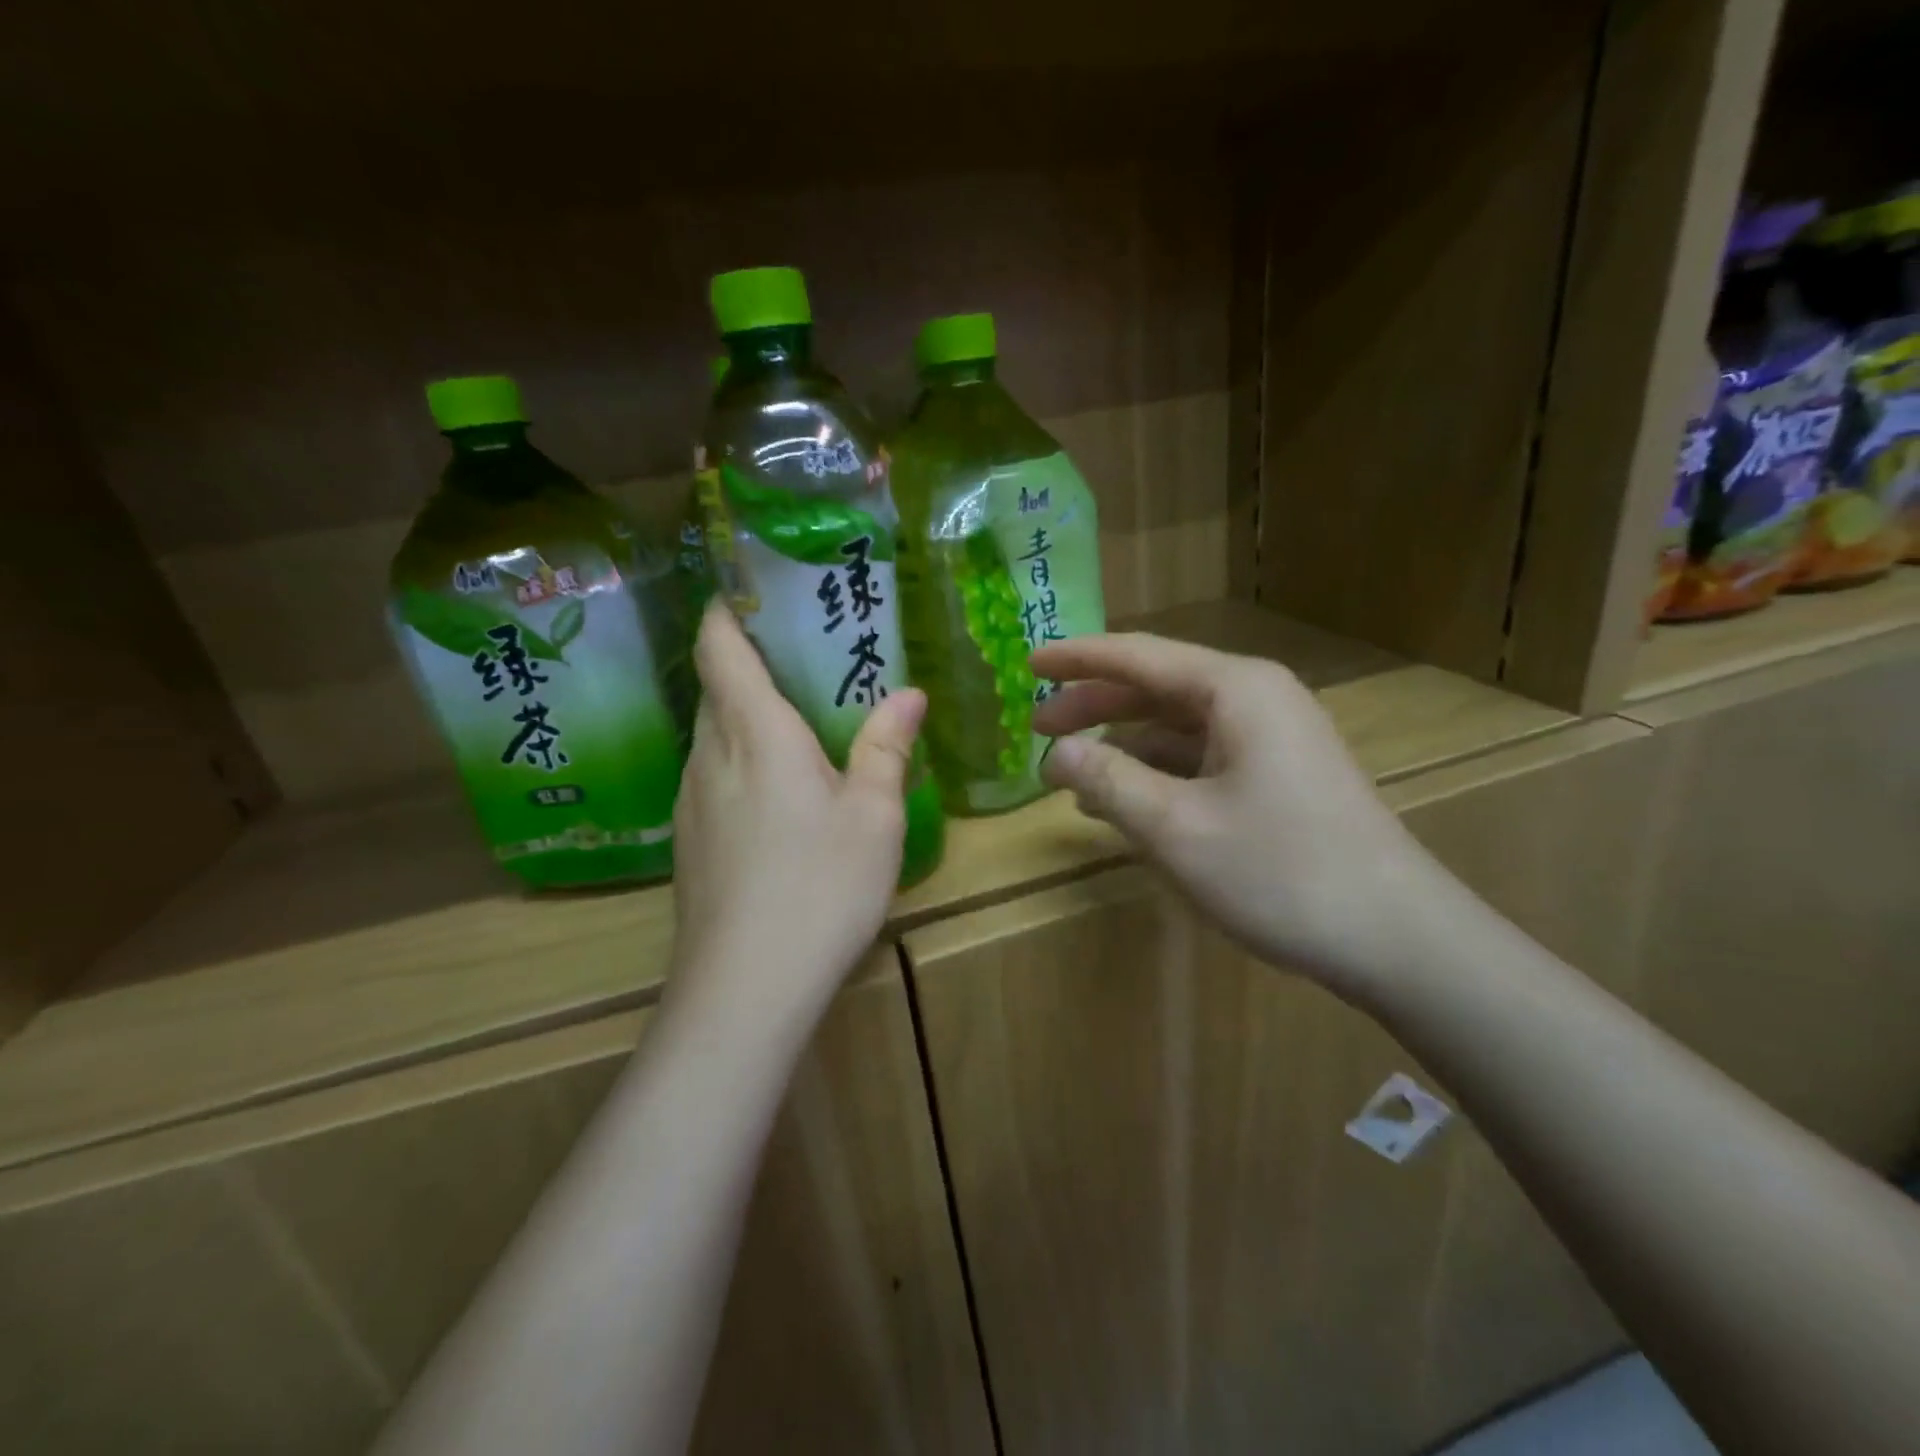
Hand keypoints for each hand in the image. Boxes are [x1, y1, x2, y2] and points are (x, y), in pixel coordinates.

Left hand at [667, 603, 926, 1029]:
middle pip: (715, 690)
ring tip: (797, 728)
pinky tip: (778, 800)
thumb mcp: (874, 815)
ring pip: (712, 738)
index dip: (726, 612)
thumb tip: (908, 694)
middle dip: (747, 666)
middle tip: (803, 662)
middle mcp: (709, 756)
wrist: (745, 988)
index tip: (749, 592)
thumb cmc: (820, 886)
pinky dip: (740, 765)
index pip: (720, 648)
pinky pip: (712, 779)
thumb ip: (886, 747)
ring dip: (745, 720)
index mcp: (754, 733)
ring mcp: (690, 803)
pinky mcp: (688, 844)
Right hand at [1031, 633, 1449, 1002]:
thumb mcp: (1176, 828)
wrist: (1396, 938)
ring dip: (1123, 744)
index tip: (1027, 663)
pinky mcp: (1278, 775)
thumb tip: (1055, 753)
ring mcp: (1272, 738)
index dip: (1077, 658)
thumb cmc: (1281, 872)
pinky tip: (1126, 801)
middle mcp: (1256, 699)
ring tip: (1071, 774)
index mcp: (1235, 689)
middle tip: (1037, 727)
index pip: (1138, 656)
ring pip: (1178, 726)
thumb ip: (1109, 780)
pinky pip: (1201, 758)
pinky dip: (1157, 772)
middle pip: (1156, 687)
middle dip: (1094, 705)